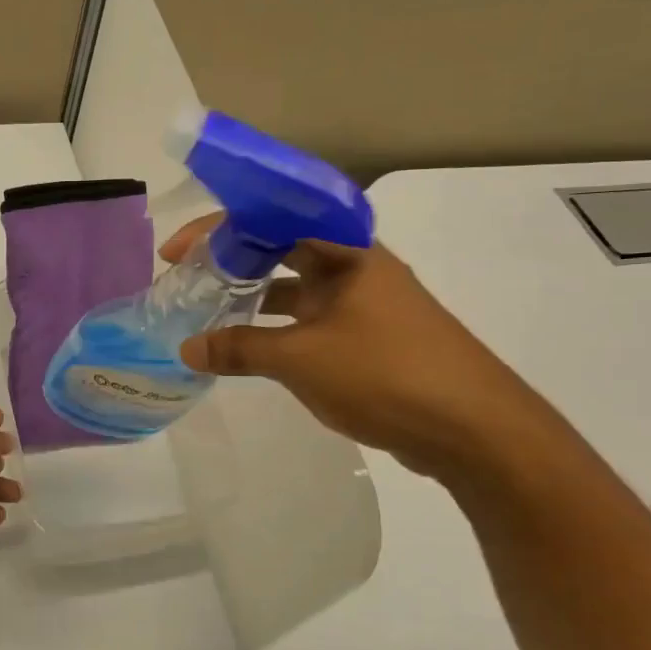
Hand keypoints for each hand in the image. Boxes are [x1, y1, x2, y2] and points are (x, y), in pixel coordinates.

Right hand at [160, 216, 554, 478]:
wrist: (475, 430)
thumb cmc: (386, 374)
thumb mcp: (302, 360)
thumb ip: (240, 349)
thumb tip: (187, 349)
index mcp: (346, 252)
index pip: (270, 219)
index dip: (217, 231)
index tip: (175, 253)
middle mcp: (356, 268)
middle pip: (280, 248)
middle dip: (231, 260)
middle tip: (186, 279)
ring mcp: (365, 304)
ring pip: (295, 286)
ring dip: (252, 296)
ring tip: (206, 310)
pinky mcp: (370, 339)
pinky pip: (310, 319)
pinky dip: (276, 327)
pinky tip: (248, 346)